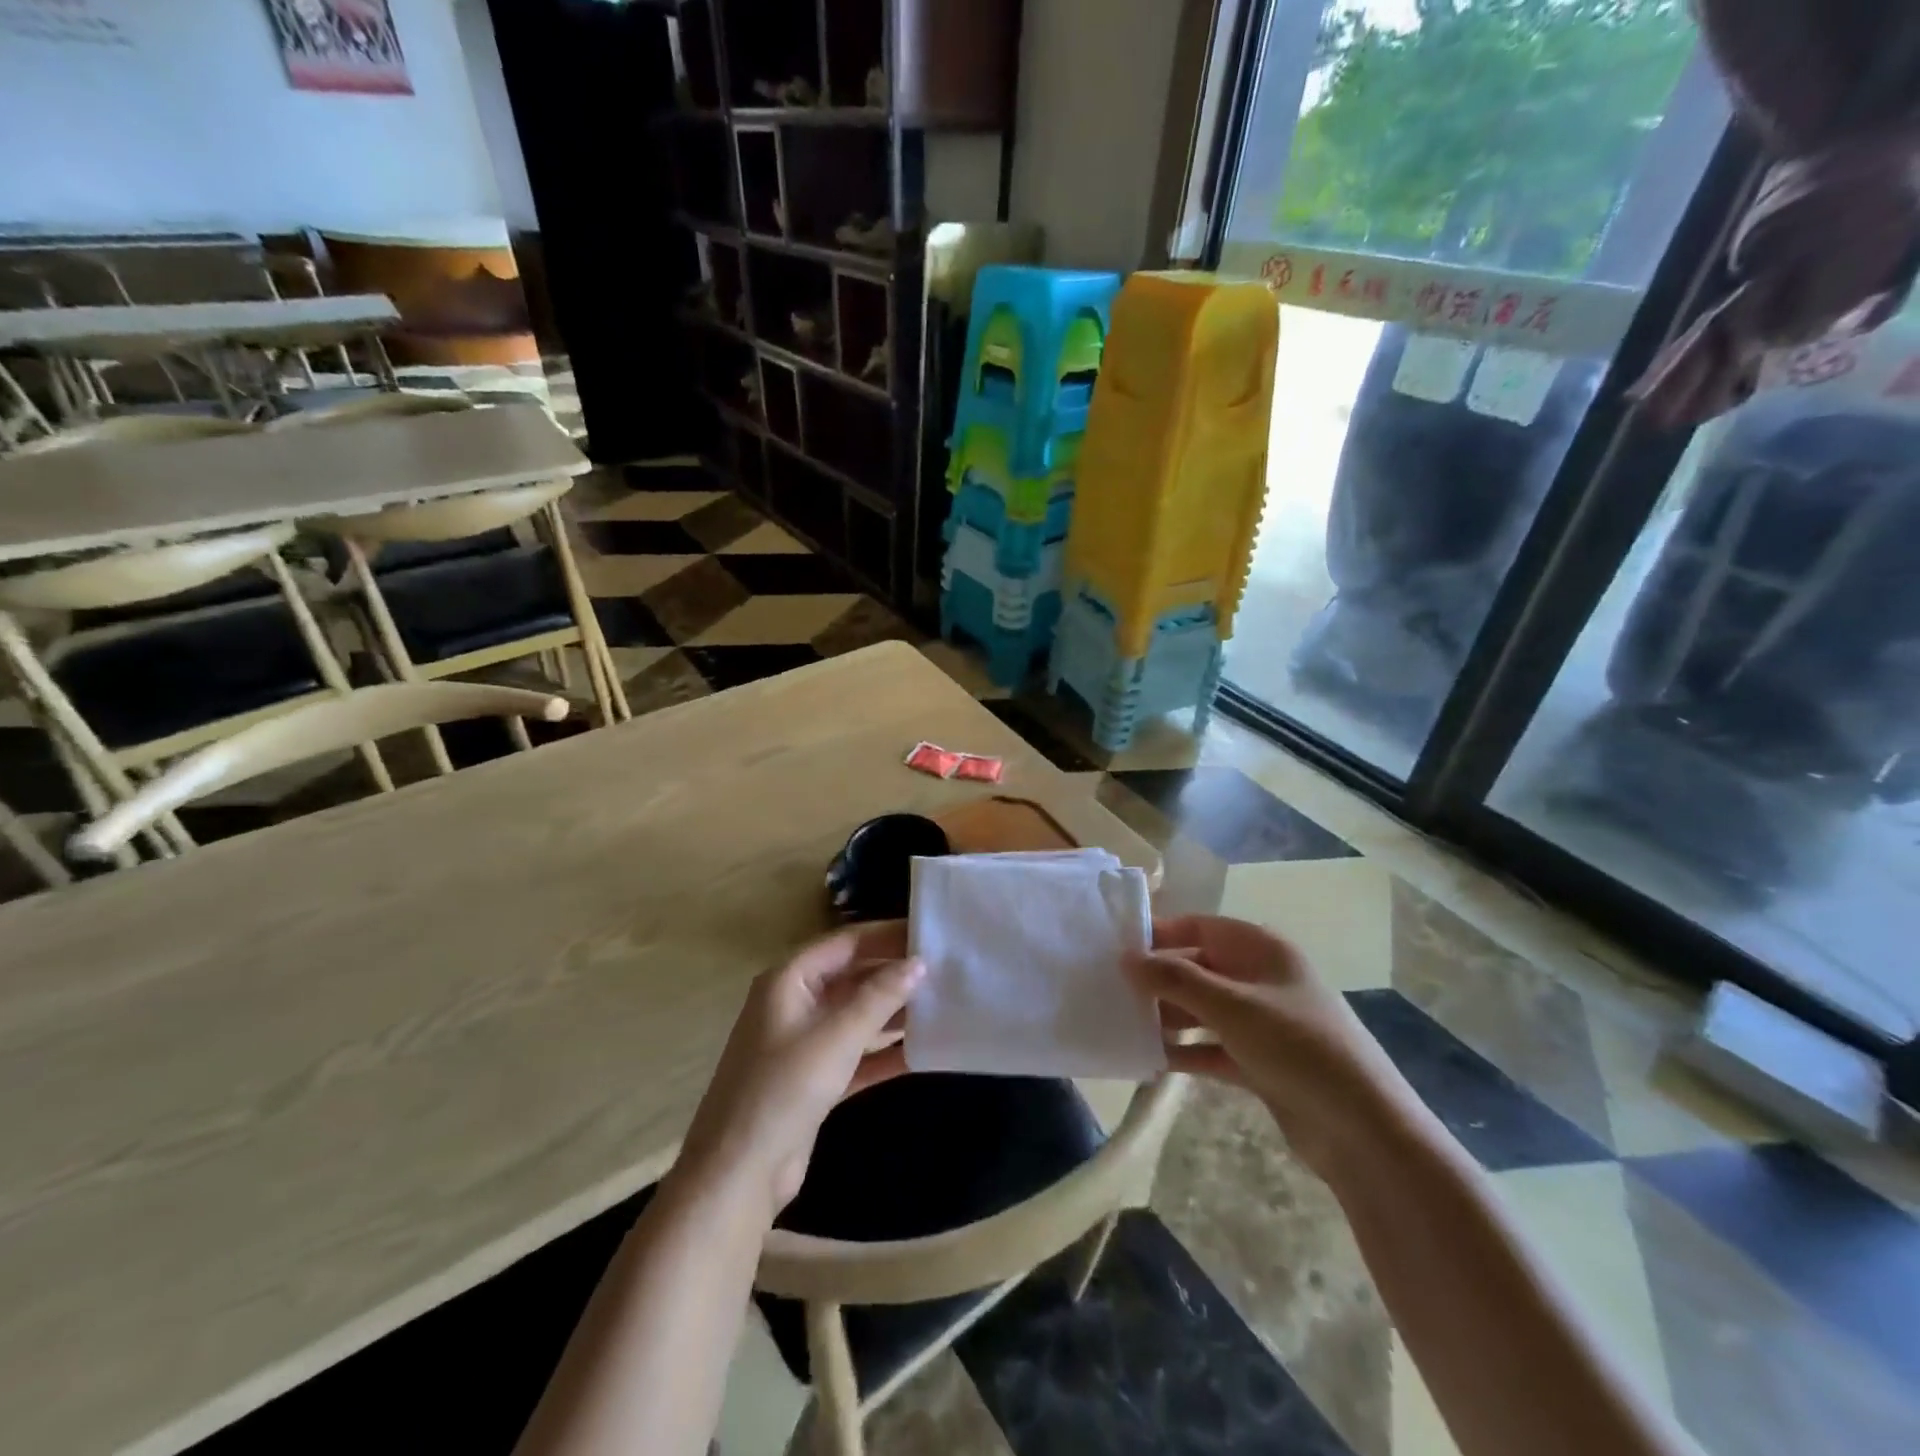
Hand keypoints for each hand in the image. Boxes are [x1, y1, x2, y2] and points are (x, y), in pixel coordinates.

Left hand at [672, 921, 923, 1222]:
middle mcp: (795, 1003)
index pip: (846, 943)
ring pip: (857, 1014)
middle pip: (853, 976)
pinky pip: (857, 1053)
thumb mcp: (836, 1037)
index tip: (930, 932)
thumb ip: (879, 997)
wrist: (738, 1175)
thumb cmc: (783, 1090)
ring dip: (894, 1011)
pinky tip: (924, 1049)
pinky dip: (885, 1050)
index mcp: (789, 980)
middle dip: (894, 973)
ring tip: (943, 1002)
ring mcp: (804, 1043)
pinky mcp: (815, 1079)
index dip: (887, 935)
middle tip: (944, 968)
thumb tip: (919, 962)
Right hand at [1125, 914, 1405, 1171]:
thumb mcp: (1232, 1006)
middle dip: (1158, 979)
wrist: (1364, 1130)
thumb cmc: (1297, 1047)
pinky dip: (1185, 1051)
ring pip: (1202, 1009)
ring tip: (1122, 1023)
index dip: (1159, 934)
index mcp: (1261, 949)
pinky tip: (1149, 1059)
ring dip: (1167, 1016)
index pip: (1199, 927)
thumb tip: (1126, 957)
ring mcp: (1261, 1022)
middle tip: (1110, 989)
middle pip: (1198, 967)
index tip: (1115, 947)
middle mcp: (1260, 978)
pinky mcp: (1259, 1062)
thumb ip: (1175, 979)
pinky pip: (1211, 1046)